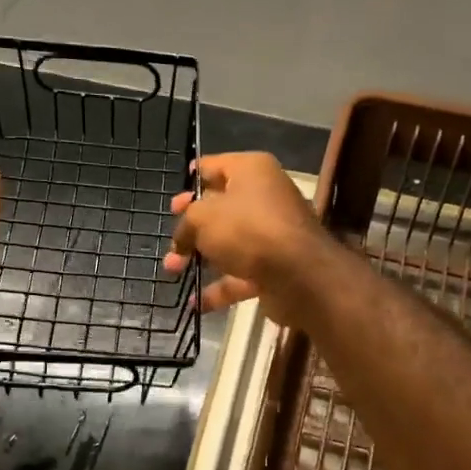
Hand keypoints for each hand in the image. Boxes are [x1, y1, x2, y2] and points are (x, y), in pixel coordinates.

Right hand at [163, 152, 334, 323]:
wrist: (299, 275)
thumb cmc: (247, 230)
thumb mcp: (202, 218)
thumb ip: (185, 225)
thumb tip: (182, 240)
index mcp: (251, 171)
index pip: (215, 166)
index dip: (192, 179)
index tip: (174, 197)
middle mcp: (264, 197)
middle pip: (221, 208)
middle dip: (191, 226)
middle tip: (172, 236)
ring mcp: (272, 234)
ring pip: (229, 243)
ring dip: (200, 257)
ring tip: (171, 270)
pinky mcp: (275, 267)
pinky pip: (240, 274)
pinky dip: (219, 288)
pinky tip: (194, 303)